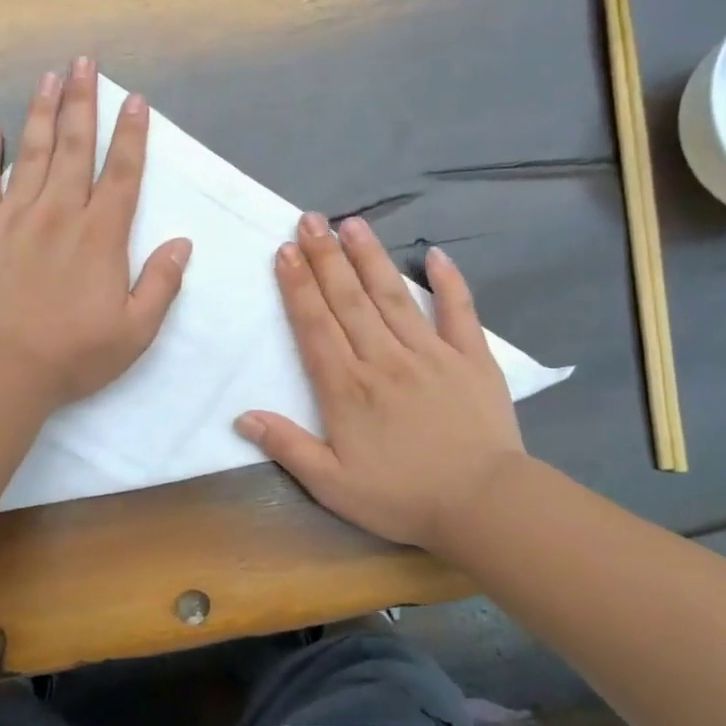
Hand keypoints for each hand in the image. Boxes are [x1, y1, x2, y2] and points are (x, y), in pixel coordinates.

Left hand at [0, 56, 192, 409]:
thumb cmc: (72, 355)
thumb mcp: (135, 332)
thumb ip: (161, 284)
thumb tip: (182, 244)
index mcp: (101, 236)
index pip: (122, 174)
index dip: (131, 135)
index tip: (135, 101)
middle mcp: (59, 213)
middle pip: (74, 147)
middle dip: (83, 102)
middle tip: (85, 62)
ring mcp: (13, 216)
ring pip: (31, 153)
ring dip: (42, 112)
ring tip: (50, 77)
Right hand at [235, 213, 525, 554]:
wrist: (484, 506)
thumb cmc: (402, 498)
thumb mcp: (332, 486)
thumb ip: (287, 447)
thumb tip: (242, 416)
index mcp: (347, 387)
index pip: (315, 326)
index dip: (298, 286)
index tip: (285, 251)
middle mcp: (384, 359)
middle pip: (349, 300)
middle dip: (326, 257)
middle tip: (310, 219)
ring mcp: (431, 354)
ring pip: (393, 296)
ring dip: (370, 258)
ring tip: (352, 224)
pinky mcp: (472, 359)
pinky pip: (459, 312)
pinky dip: (449, 282)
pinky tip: (435, 254)